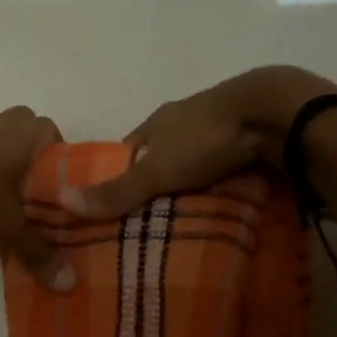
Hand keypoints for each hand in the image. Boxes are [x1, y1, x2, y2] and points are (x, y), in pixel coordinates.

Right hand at [64, 65, 336, 219]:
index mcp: (157, 122)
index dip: (118, 176)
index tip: (113, 207)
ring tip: (181, 220)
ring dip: (188, 183)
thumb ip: (117, 190)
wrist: (274, 114)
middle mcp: (184, 119)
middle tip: (148, 222)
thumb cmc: (205, 139)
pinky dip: (217, 182)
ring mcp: (218, 126)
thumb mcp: (156, 171)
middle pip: (160, 155)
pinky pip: (224, 164)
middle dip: (155, 183)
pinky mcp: (248, 137)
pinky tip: (217, 203)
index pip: (127, 151)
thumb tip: (63, 202)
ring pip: (194, 160)